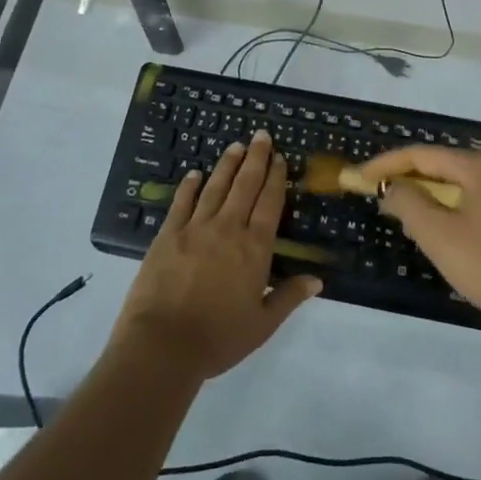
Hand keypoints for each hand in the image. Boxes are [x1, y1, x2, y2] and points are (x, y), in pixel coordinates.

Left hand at [110, 132, 322, 381]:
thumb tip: (317, 279)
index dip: (276, 178)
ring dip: (227, 164)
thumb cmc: (219, 337)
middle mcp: (228, 228)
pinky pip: (182, 202)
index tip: (280, 158)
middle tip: (261, 135)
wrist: (163, 344)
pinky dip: (189, 185)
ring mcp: (195, 228)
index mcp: (254, 248)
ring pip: (215, 187)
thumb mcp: (263, 323)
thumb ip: (289, 296)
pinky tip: (195, 173)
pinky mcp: (168, 234)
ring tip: (235, 146)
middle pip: (245, 185)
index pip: (270, 203)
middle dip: (255, 158)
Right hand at [358, 145, 480, 340]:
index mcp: (478, 167)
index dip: (386, 164)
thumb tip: (392, 187)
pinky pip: (476, 201)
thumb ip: (409, 204)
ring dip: (429, 197)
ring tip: (404, 216)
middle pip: (441, 166)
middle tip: (378, 197)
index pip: (421, 154)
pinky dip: (451, 209)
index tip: (358, 178)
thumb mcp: (440, 236)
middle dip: (407, 180)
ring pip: (459, 185)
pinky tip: (442, 232)